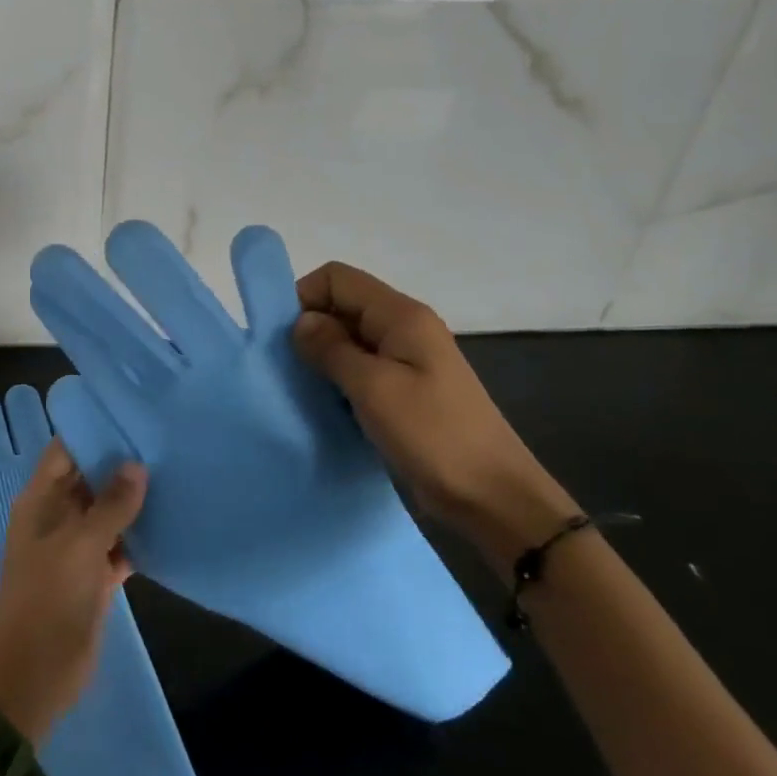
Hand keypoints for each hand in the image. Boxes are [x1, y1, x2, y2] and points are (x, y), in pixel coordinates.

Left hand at [0, 441, 145, 744]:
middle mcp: (57, 518)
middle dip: (120, 465)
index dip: (91, 433)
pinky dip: (139, 540)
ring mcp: (76, 549)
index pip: (64, 453)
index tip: (129, 415)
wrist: (34, 672)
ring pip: (107, 515)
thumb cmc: (49, 597)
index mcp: (40, 501)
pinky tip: (172, 524)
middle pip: (89, 481)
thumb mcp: (80, 544)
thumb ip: (111, 505)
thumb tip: (137, 465)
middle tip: (163, 440)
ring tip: (175, 474)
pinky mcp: (94, 578)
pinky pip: (120, 549)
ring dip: (134, 503)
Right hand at [291, 261, 579, 576]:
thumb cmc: (433, 435)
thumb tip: (300, 321)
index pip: (337, 278)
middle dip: (309, 329)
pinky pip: (359, 370)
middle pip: (342, 305)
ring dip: (321, 358)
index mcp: (400, 316)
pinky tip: (325, 406)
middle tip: (287, 370)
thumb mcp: (374, 387)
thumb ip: (331, 348)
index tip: (283, 339)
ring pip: (348, 340)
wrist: (493, 496)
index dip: (304, 297)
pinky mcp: (404, 391)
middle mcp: (403, 329)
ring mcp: (406, 361)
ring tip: (303, 390)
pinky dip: (337, 381)